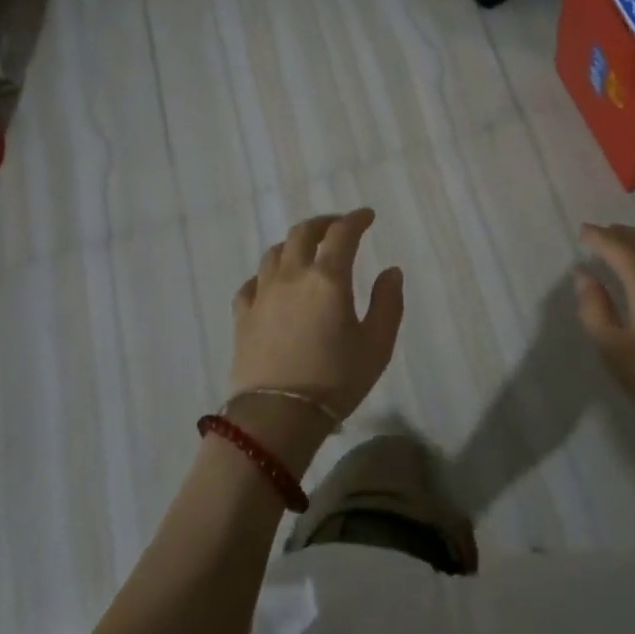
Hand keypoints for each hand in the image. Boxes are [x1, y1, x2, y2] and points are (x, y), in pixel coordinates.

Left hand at [230, 209, 403, 447]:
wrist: (276, 417)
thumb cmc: (335, 380)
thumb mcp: (377, 345)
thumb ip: (388, 303)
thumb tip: (391, 271)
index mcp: (328, 278)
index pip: (342, 233)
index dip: (356, 219)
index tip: (367, 216)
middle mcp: (292, 276)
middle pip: (303, 233)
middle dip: (323, 223)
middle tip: (337, 227)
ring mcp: (262, 294)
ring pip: (274, 253)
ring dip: (293, 244)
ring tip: (305, 251)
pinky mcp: (242, 316)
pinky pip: (252, 283)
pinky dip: (266, 275)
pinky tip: (271, 284)